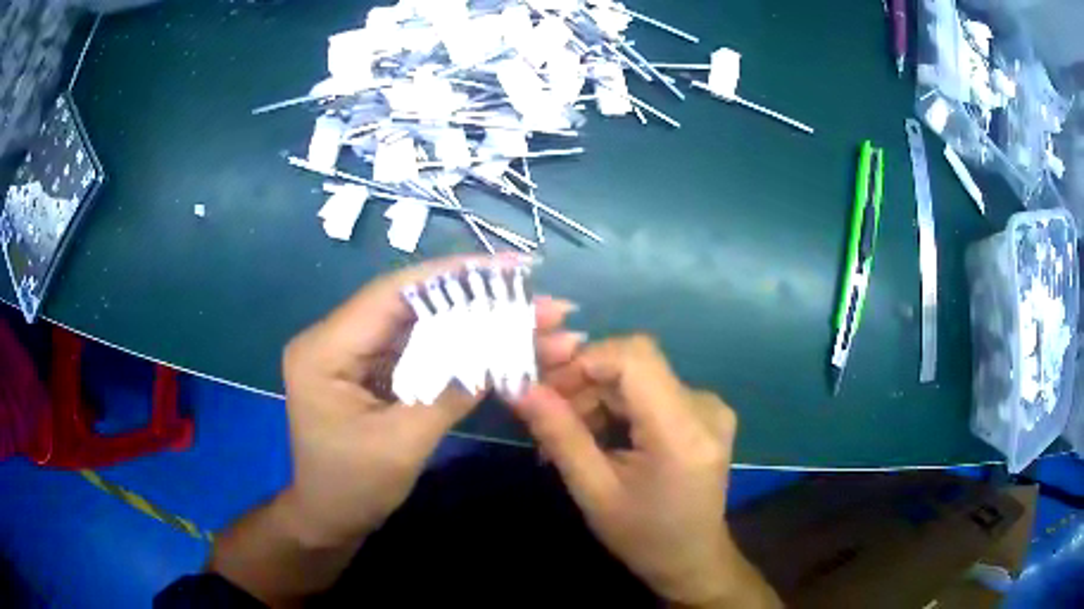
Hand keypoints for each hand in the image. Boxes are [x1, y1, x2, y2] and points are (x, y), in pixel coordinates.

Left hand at [281, 254, 581, 547]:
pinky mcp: (370, 371)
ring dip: (476, 325)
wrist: (329, 520)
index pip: (392, 295)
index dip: (452, 275)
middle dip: (478, 302)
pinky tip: (502, 347)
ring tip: (536, 324)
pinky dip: (461, 350)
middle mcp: (335, 339)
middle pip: (413, 307)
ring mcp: (354, 354)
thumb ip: (449, 393)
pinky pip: (420, 350)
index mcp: (325, 350)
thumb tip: (502, 353)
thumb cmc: (353, 489)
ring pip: (422, 327)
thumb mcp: (402, 444)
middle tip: (539, 302)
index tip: (508, 267)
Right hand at [510, 336, 776, 607]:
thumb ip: (560, 435)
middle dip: (584, 383)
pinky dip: (618, 406)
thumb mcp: (594, 493)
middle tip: (547, 418)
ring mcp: (710, 407)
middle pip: (634, 365)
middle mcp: (705, 406)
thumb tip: (520, 387)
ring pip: (639, 377)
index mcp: (683, 430)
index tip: (546, 387)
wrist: (692, 558)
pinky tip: (600, 435)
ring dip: (598, 397)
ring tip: (569, 435)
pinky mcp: (705, 412)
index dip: (585, 360)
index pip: (634, 357)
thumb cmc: (643, 536)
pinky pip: (652, 391)